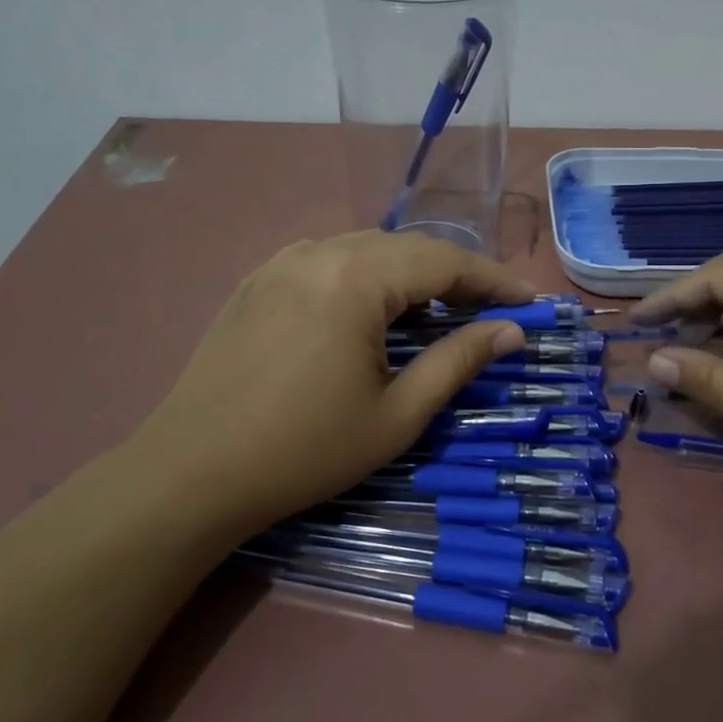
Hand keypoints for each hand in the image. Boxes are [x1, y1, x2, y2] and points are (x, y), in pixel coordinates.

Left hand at [133, 232, 532, 533]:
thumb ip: (458, 361)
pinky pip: (329, 261)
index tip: (530, 301)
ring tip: (438, 313)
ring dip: (411, 274)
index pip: (445, 262)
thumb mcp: (397, 413)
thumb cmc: (305, 450)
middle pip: (408, 248)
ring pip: (368, 250)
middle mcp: (320, 252)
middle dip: (456, 275)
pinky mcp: (258, 280)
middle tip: (491, 311)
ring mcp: (282, 262)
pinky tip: (373, 311)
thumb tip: (511, 330)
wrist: (192, 473)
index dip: (494, 280)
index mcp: (356, 278)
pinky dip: (367, 277)